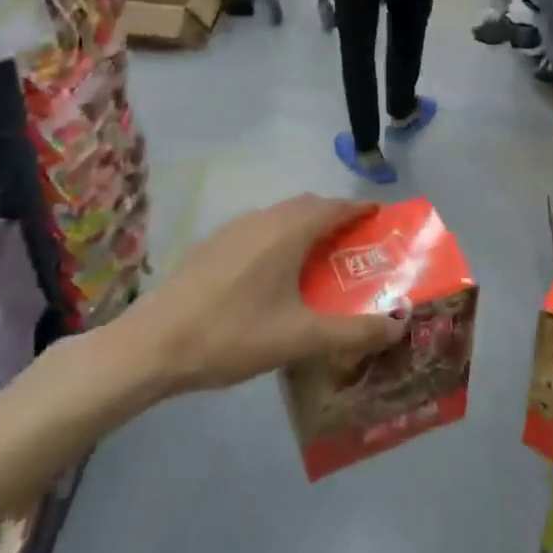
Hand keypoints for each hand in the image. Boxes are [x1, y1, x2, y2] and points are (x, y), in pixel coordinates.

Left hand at [126, 195, 404, 396]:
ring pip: (280, 217)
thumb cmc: (233, 335)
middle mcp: (262, 219)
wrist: (152, 345)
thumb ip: (354, 332)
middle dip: (336, 218)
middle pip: (309, 206)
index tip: (382, 218)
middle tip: (355, 246)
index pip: (336, 207)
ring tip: (319, 261)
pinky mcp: (211, 245)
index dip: (361, 209)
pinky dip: (279, 239)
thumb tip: (400, 327)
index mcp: (288, 231)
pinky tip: (273, 275)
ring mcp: (232, 230)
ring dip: (305, 228)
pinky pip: (258, 230)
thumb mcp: (301, 338)